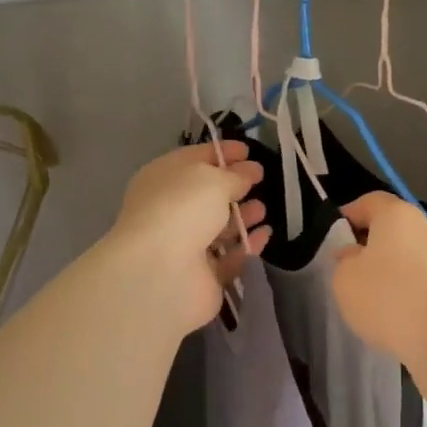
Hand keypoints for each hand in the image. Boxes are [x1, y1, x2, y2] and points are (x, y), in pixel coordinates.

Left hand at [110, 142, 269, 333]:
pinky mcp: (202, 276)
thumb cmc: (181, 210)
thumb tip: (248, 173)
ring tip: (263, 209)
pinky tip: (264, 234)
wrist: (161, 273)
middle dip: (234, 186)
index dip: (221, 152)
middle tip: (260, 180)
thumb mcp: (211, 179)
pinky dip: (247, 245)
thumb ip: (234, 175)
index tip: (249, 150)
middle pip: (206, 195)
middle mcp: (170, 211)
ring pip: (218, 227)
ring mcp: (184, 246)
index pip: (193, 159)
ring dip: (242, 216)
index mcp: (162, 179)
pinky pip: (230, 257)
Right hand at [332, 193, 426, 405]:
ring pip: (401, 259)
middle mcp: (421, 229)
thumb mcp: (345, 278)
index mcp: (395, 214)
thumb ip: (344, 261)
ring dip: (383, 275)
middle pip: (387, 231)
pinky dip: (400, 295)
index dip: (347, 216)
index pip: (368, 202)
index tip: (331, 239)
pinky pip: (415, 284)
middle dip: (366, 248)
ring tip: (364, 300)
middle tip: (344, 272)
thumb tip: (353, 254)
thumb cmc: (388, 295)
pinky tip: (388, 317)